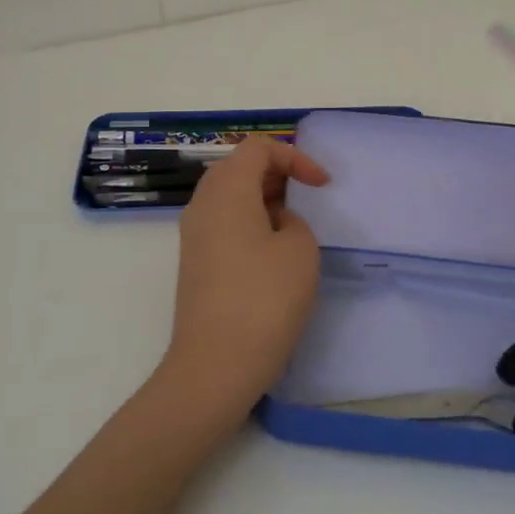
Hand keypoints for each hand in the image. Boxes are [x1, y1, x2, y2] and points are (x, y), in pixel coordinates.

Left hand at [156, 136, 330, 429]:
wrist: (215, 365)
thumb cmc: (263, 299)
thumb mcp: (299, 249)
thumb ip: (293, 221)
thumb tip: (275, 222)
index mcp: (226, 189)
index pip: (258, 147)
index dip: (294, 157)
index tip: (321, 186)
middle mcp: (202, 204)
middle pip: (238, 167)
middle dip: (277, 175)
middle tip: (306, 199)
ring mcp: (193, 234)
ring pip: (229, 196)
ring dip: (263, 200)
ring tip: (294, 227)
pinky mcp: (194, 262)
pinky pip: (223, 223)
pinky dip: (249, 222)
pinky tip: (272, 254)